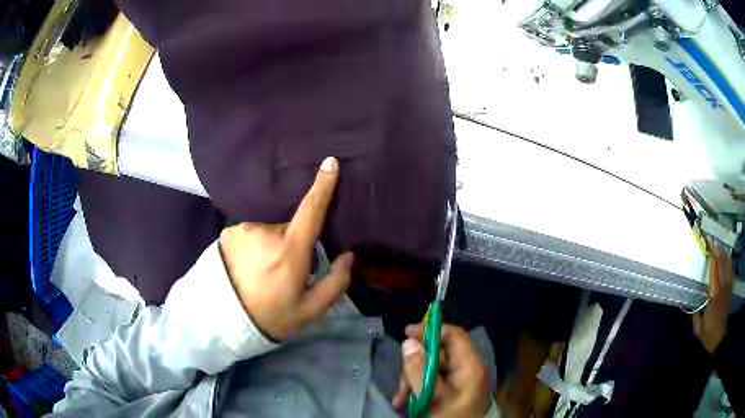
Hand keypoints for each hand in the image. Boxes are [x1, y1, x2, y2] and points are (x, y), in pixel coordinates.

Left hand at [219, 157, 353, 340]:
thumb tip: (349, 256)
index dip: (322, 186)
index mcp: (290, 252)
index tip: (330, 163)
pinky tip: (245, 267)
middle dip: (292, 244)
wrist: (223, 322)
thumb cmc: (270, 316)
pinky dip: (252, 246)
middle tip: (283, 273)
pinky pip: (250, 234)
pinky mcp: (228, 232)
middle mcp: (266, 233)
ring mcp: (244, 230)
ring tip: (261, 273)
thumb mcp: (309, 310)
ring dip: (270, 246)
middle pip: (289, 228)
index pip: (310, 212)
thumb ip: (335, 284)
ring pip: (268, 232)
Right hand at [392, 324, 491, 417]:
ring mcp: (460, 383)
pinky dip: (417, 389)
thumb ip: (419, 369)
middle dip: (415, 366)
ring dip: (412, 381)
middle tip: (401, 384)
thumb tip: (409, 342)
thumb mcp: (432, 396)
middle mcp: (467, 370)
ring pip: (431, 370)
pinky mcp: (452, 393)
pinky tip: (405, 403)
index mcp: (471, 366)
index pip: (453, 335)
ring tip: (400, 399)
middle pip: (439, 354)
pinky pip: (432, 383)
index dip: (431, 330)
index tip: (406, 334)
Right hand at [692, 241, 734, 353]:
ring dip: (725, 258)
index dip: (713, 261)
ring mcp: (727, 291)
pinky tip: (729, 259)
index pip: (714, 275)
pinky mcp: (730, 292)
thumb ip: (695, 316)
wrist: (719, 339)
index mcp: (713, 298)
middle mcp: (721, 291)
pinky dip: (730, 266)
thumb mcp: (698, 330)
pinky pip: (731, 275)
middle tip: (715, 244)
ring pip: (727, 270)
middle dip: (719, 255)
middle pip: (722, 269)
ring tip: (722, 247)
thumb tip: (688, 304)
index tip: (710, 250)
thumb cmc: (708, 335)